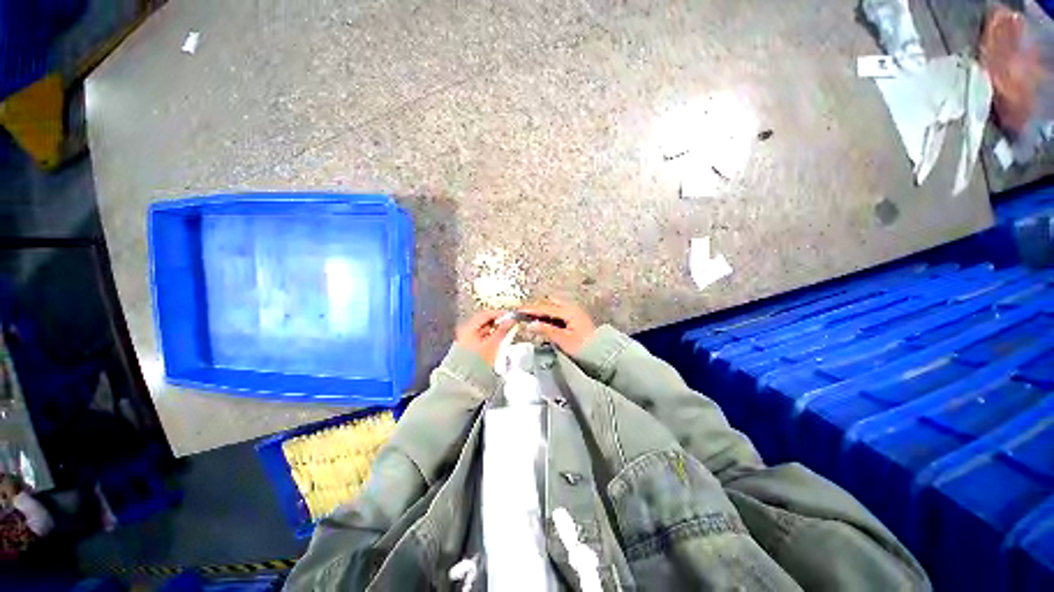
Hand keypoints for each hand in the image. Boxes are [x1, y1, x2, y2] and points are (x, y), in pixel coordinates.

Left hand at [455, 310, 515, 364]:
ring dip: (495, 331)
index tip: (511, 316)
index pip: (486, 314)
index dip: (500, 314)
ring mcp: (466, 341)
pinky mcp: (469, 350)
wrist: (465, 383)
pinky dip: (491, 339)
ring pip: (484, 331)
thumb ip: (503, 330)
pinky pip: (482, 340)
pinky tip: (498, 343)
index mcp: (468, 328)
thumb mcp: (493, 344)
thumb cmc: (476, 363)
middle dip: (498, 323)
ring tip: (506, 334)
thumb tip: (511, 320)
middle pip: (484, 322)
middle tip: (510, 324)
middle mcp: (465, 332)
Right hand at [519, 299, 596, 354]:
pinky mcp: (574, 318)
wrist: (603, 354)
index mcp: (568, 311)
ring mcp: (573, 312)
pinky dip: (548, 316)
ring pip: (553, 308)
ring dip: (541, 312)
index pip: (544, 307)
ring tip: (529, 318)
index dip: (530, 309)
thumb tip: (530, 325)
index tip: (517, 311)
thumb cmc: (584, 348)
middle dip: (535, 308)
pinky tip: (542, 323)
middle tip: (522, 314)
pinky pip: (557, 313)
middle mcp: (571, 307)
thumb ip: (546, 330)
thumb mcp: (563, 340)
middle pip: (548, 304)